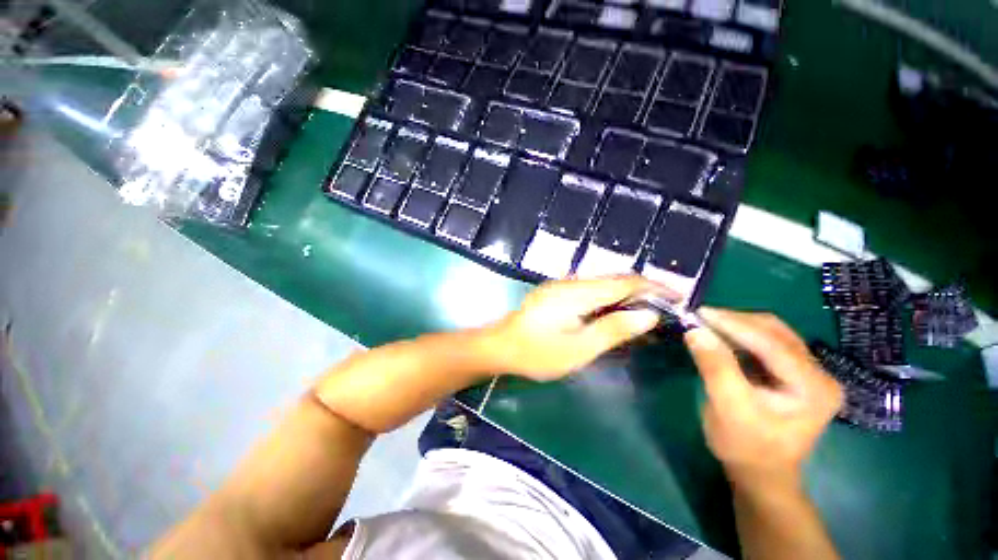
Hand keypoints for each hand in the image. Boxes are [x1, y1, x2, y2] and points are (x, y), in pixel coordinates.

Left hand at [485, 276, 668, 379]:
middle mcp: (570, 282)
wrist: (500, 346)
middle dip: (643, 290)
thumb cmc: (537, 353)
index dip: (653, 287)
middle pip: (614, 279)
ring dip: (626, 294)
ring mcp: (560, 286)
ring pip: (602, 284)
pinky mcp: (556, 293)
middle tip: (666, 308)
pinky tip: (615, 312)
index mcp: (577, 292)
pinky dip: (608, 299)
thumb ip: (613, 330)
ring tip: (647, 312)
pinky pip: (590, 290)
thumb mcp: (578, 349)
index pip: (624, 282)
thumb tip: (649, 315)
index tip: (678, 297)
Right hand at [684, 308, 843, 489]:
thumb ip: (715, 367)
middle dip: (736, 321)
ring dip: (737, 326)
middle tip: (700, 317)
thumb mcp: (728, 408)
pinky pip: (766, 344)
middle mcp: (819, 374)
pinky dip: (740, 336)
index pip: (773, 344)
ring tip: (707, 324)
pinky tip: (721, 337)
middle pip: (776, 333)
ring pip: (771, 334)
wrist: (760, 473)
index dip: (734, 324)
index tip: (699, 312)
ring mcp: (808, 373)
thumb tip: (694, 330)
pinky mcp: (793, 373)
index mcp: (814, 387)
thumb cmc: (746, 447)